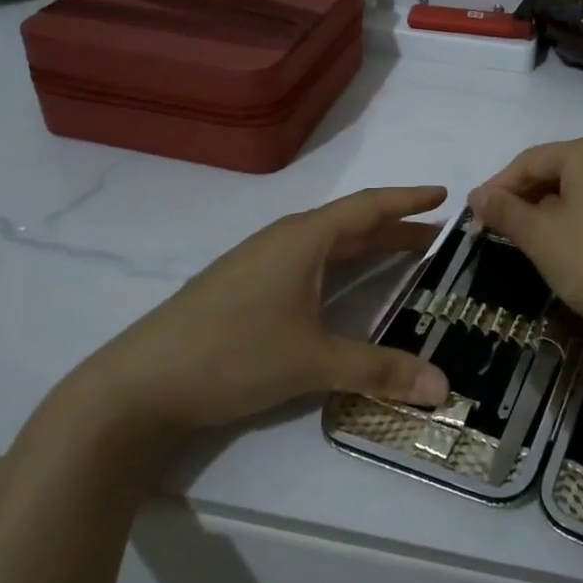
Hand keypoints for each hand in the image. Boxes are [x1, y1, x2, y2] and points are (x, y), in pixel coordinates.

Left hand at [75, 186, 452, 436]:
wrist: (139, 384)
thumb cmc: (232, 354)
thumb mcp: (312, 362)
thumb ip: (379, 371)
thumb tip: (444, 388)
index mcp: (303, 239)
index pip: (368, 207)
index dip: (408, 200)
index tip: (444, 194)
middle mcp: (283, 241)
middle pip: (351, 225)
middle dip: (396, 229)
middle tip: (438, 238)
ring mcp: (260, 264)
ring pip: (327, 246)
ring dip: (368, 248)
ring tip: (405, 258)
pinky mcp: (246, 289)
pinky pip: (308, 265)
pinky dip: (341, 268)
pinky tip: (346, 288)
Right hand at [468, 137, 582, 345]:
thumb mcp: (540, 237)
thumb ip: (505, 211)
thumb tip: (478, 195)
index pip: (529, 161)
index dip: (496, 188)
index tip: (473, 218)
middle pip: (557, 171)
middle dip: (523, 200)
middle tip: (495, 231)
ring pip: (581, 190)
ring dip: (548, 211)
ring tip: (527, 241)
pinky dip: (578, 220)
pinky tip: (568, 248)